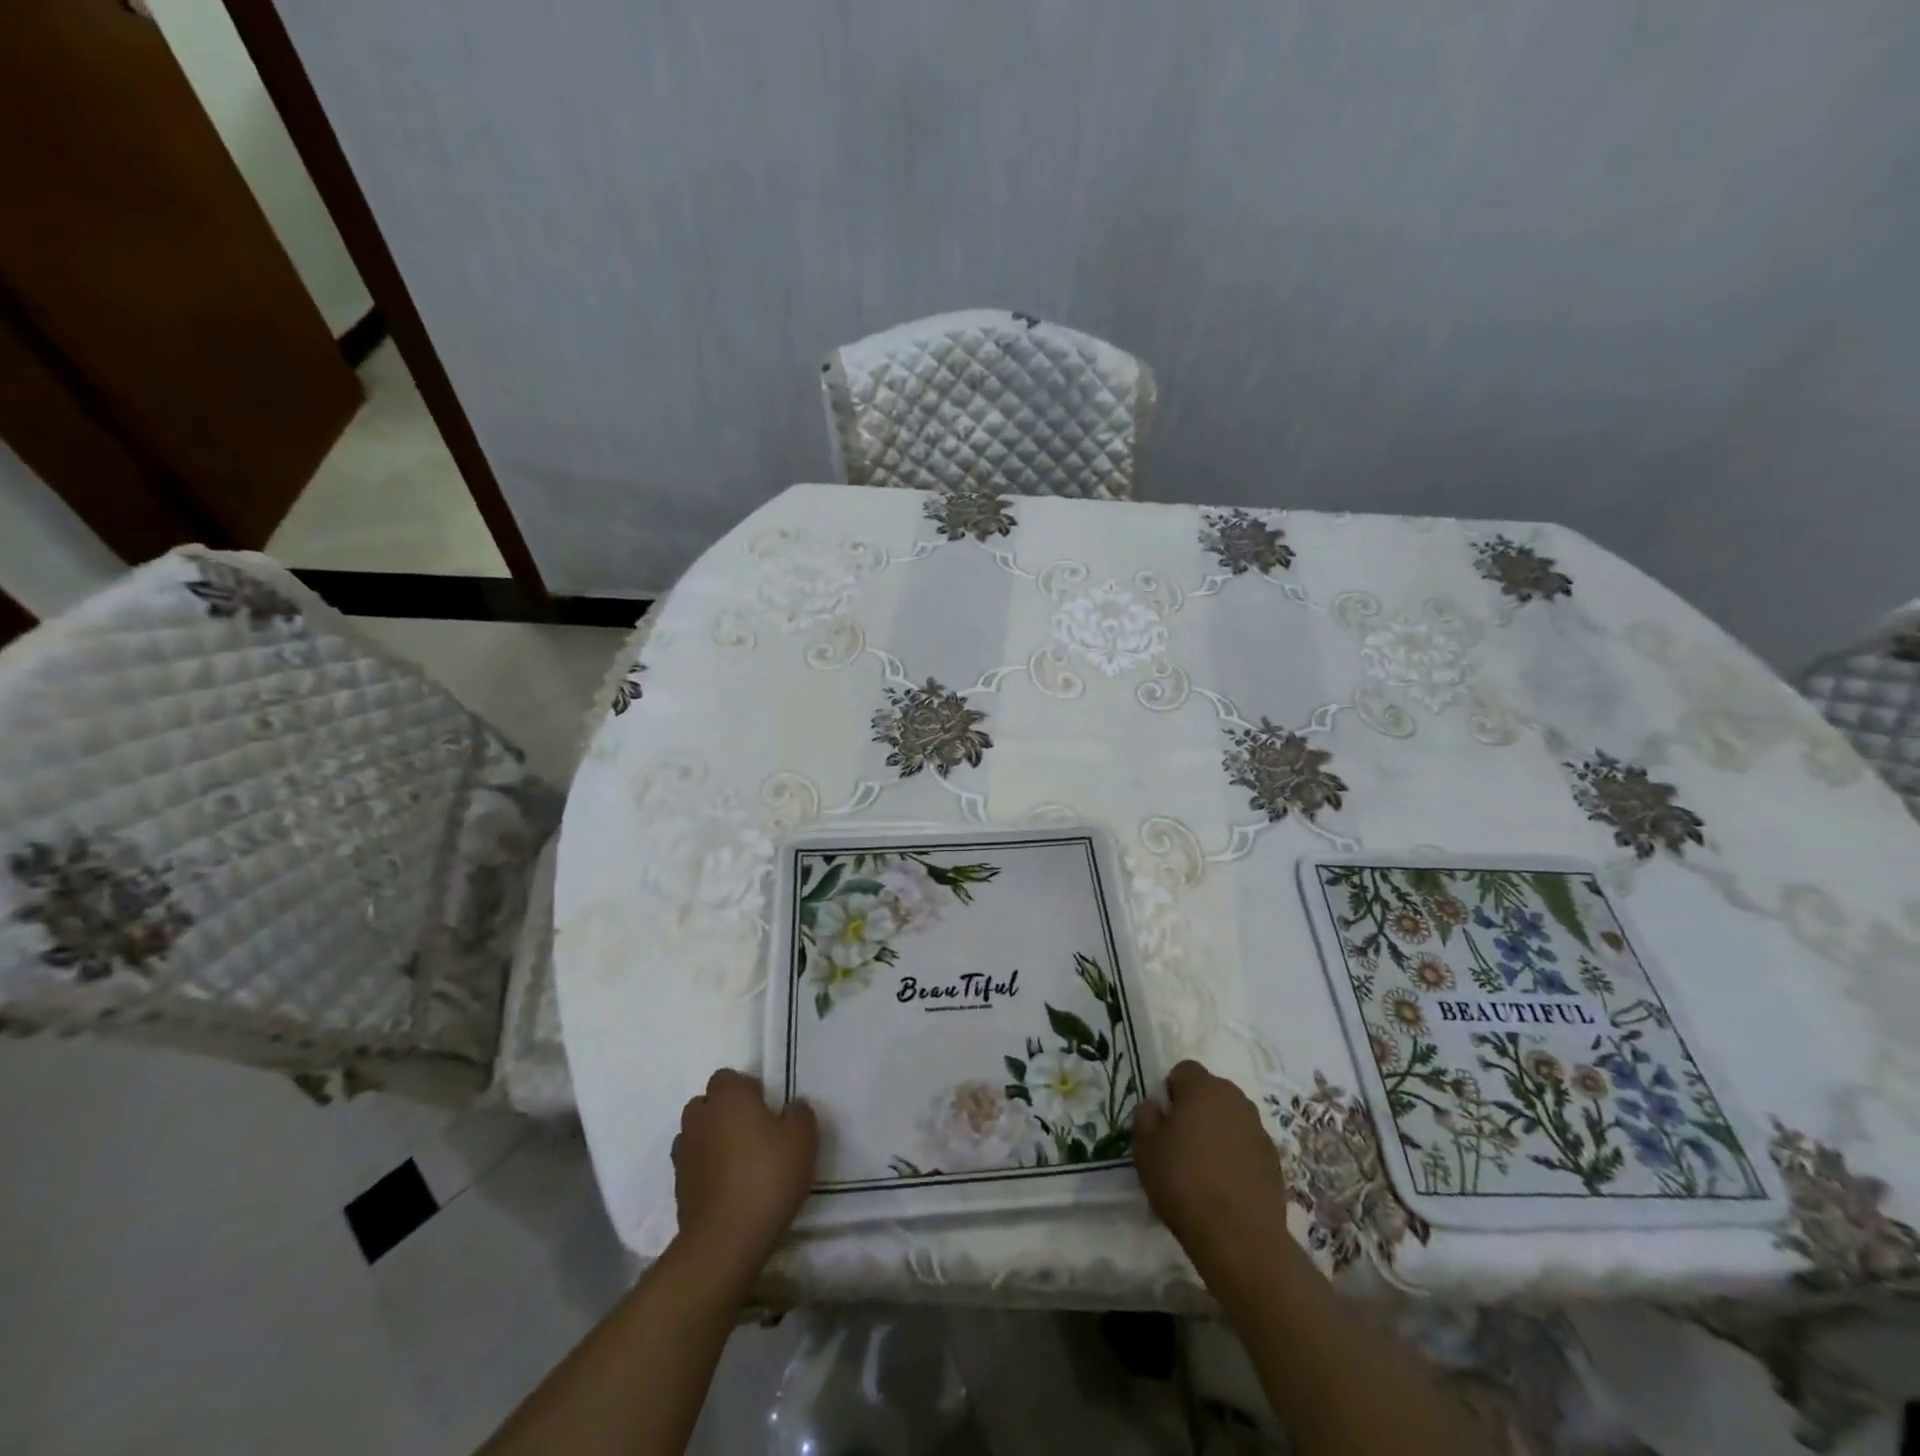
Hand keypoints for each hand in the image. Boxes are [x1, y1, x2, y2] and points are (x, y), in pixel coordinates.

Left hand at [671, 1069, 817, 1275]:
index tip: (766, 1108)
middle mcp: (700, 1118)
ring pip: (696, 1134)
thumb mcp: (802, 1139)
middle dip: (724, 1112)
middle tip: (753, 1132)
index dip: (746, 1089)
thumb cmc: (767, 1176)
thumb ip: (799, 1114)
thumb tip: (792, 1107)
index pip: (727, 1077)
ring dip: (712, 1140)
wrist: (725, 1239)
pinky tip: (728, 1187)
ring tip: (738, 1161)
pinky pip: (693, 1165)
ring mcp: (684, 1154)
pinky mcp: (678, 1188)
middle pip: (707, 1104)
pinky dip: (706, 1169)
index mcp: (728, 1098)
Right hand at [1133, 1060, 1294, 1272]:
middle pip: (1212, 1091)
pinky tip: (1225, 1184)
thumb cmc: (1184, 1183)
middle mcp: (1235, 1100)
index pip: (1184, 1069)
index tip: (1164, 1118)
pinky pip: (1248, 1145)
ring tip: (1204, 1165)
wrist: (1239, 1237)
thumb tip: (1154, 1107)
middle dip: (1197, 1107)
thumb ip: (1145, 1118)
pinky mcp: (1275, 1161)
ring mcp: (1259, 1130)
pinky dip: (1237, 1155)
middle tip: (1181, 1140)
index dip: (1171, 1089)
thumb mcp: (1145, 1149)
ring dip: (1219, 1130)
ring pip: (1232, 1118)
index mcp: (1203, 1088)